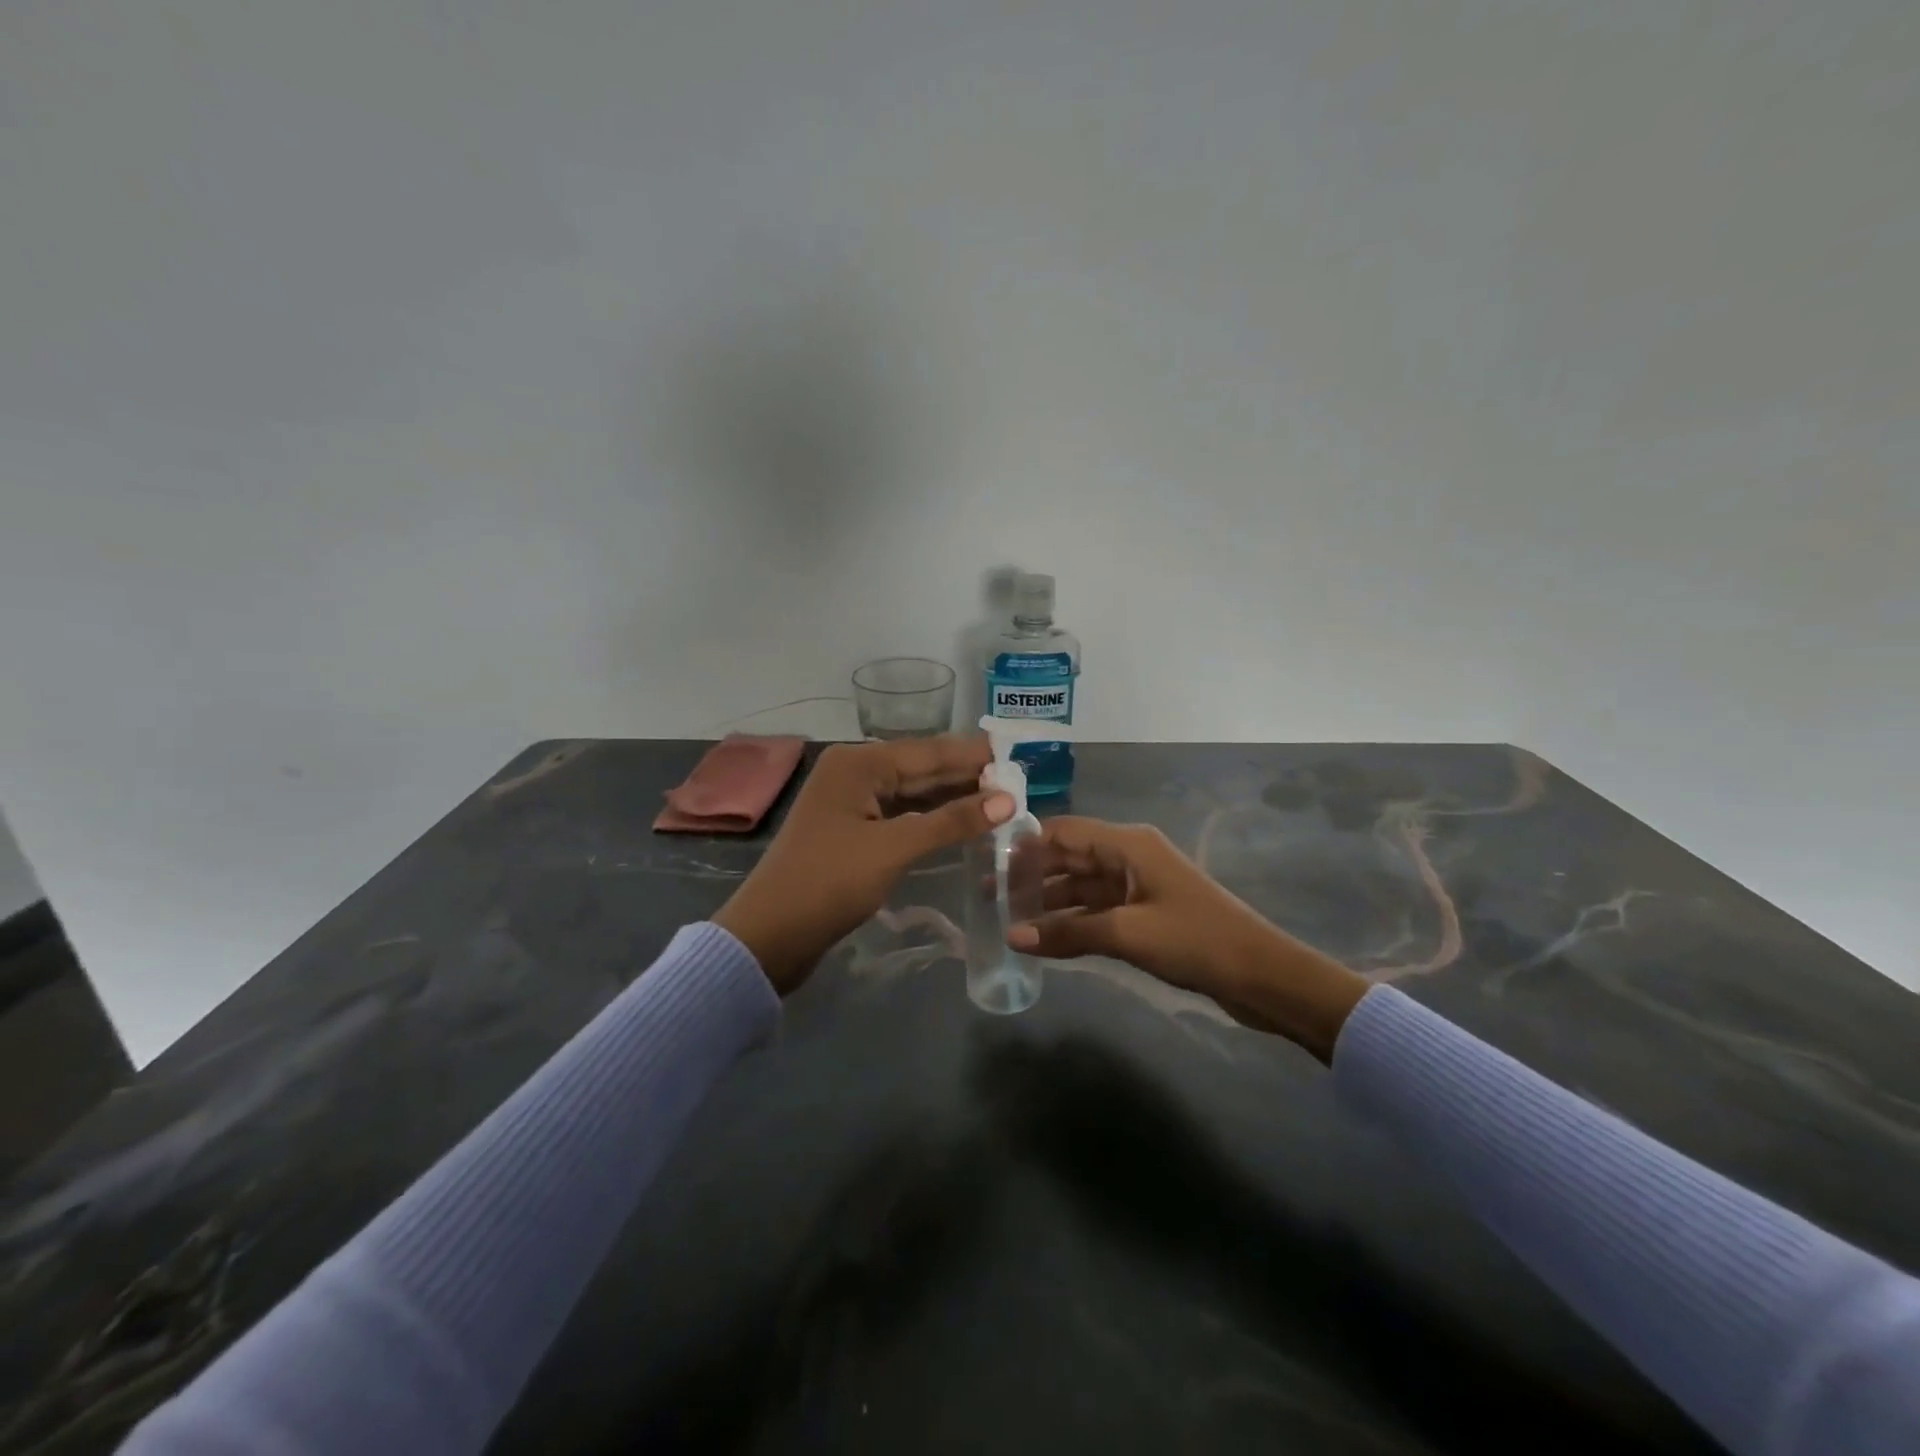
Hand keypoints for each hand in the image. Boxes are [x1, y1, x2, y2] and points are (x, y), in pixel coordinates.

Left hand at [714, 736, 1014, 993]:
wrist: (769, 936)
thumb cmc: (830, 882)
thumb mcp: (894, 848)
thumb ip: (952, 821)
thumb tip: (1008, 799)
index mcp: (859, 763)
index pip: (929, 751)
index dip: (974, 756)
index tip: (1019, 756)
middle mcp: (854, 772)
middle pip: (921, 769)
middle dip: (967, 776)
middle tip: (1019, 779)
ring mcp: (851, 802)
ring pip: (912, 793)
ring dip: (952, 798)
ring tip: (1002, 799)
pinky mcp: (852, 831)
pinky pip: (901, 815)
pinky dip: (931, 819)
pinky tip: (962, 822)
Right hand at [1007, 817, 1370, 1062]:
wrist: (1262, 975)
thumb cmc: (1195, 940)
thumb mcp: (1127, 934)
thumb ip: (1069, 932)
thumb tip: (1012, 936)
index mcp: (1128, 845)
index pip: (1064, 831)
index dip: (1026, 844)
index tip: (988, 861)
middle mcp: (1129, 857)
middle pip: (1069, 857)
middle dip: (1031, 875)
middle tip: (988, 896)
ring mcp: (1137, 886)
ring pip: (1081, 886)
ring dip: (1048, 902)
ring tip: (1007, 919)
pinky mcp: (1144, 914)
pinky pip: (1097, 910)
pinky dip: (1072, 921)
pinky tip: (1043, 937)